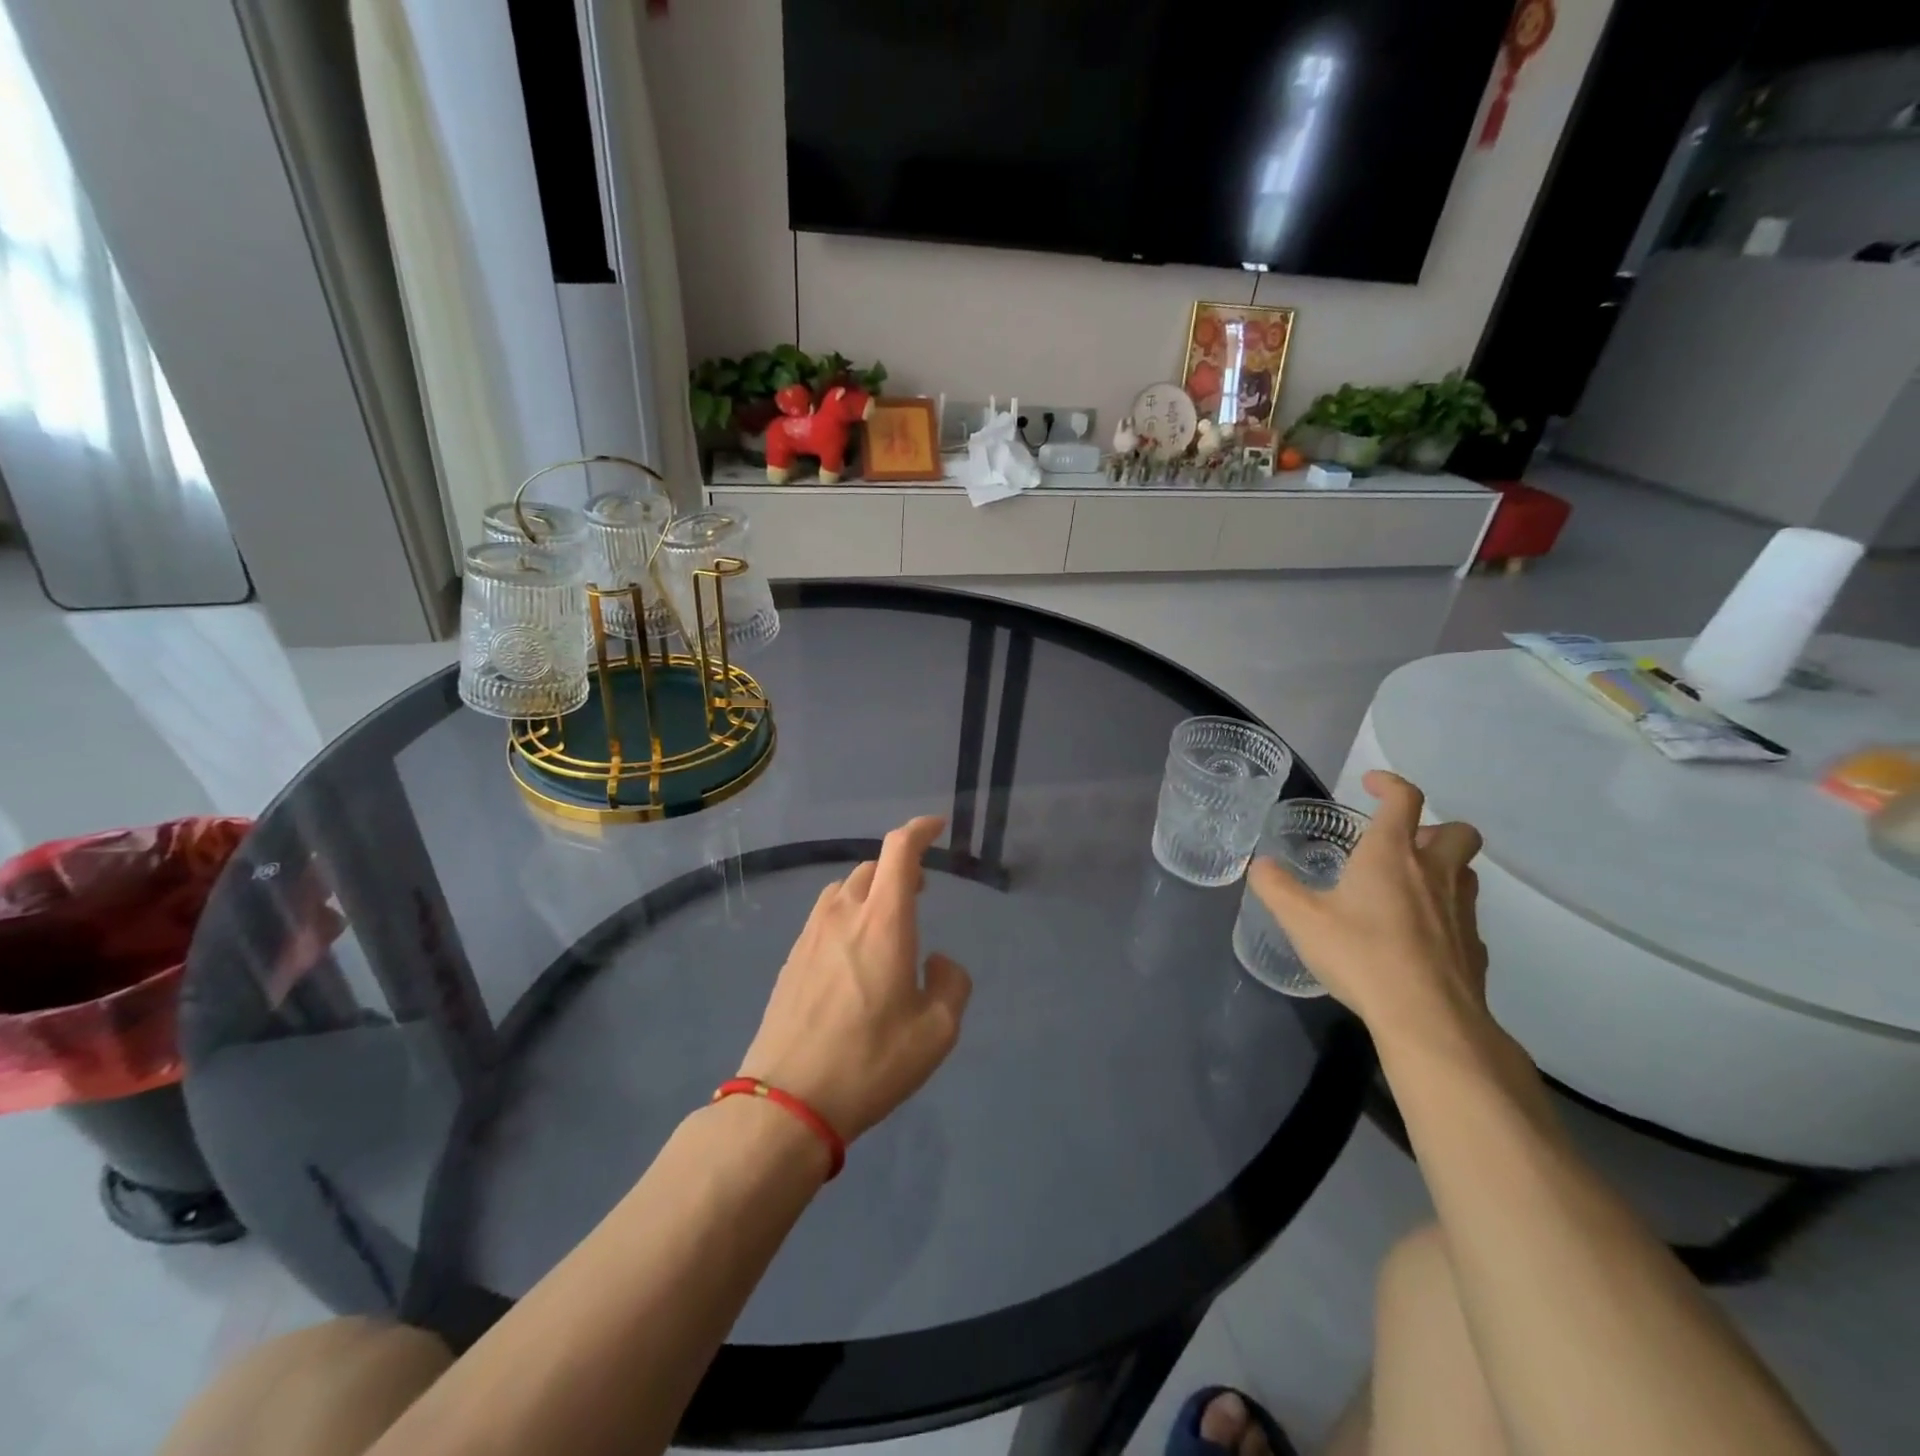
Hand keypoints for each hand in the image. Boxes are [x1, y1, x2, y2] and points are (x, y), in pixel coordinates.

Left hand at [739, 815, 972, 1141]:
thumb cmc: (870, 1061)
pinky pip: (825, 916)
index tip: (937, 828)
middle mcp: (844, 914)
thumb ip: (952, 983)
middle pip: (872, 867)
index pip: (900, 850)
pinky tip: (853, 953)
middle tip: (920, 891)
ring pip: (844, 889)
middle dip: (900, 868)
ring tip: (886, 921)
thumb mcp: (937, 1032)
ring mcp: (811, 934)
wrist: (787, 1101)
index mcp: (883, 920)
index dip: (920, 830)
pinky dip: (847, 914)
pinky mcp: (791, 958)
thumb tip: (938, 962)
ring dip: (870, 891)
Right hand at [1248, 771, 1488, 1049]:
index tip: (1371, 783)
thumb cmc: (1361, 954)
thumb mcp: (1301, 919)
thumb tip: (1260, 865)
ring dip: (1442, 868)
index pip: (1404, 799)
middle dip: (1433, 827)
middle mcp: (1434, 873)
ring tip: (1407, 887)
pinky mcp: (1474, 948)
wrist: (1428, 1018)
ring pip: (1466, 873)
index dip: (1389, 783)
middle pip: (1457, 831)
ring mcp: (1461, 911)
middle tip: (1401, 844)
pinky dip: (1445, 915)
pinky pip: (1464, 917)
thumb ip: (1275, 887)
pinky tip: (1416, 937)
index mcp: (1391, 854)